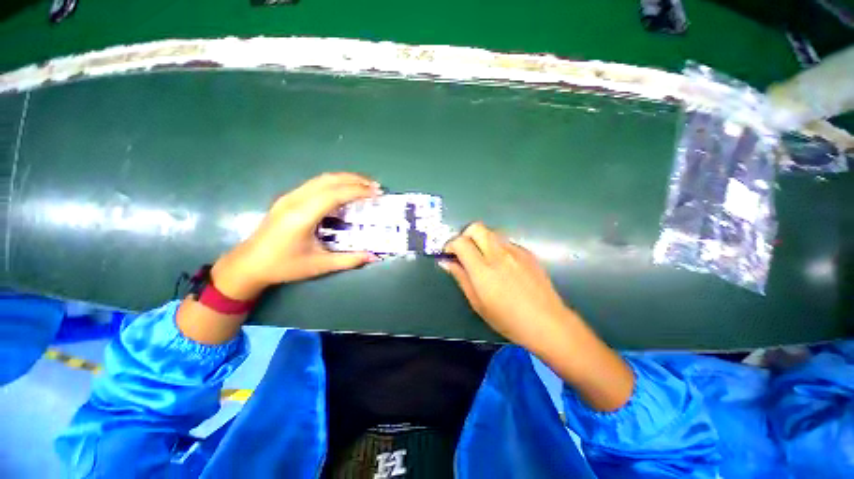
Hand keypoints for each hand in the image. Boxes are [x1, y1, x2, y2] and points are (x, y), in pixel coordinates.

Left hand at [213, 172, 380, 299]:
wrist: (248, 264)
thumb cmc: (284, 266)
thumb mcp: (319, 265)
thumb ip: (348, 260)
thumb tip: (372, 256)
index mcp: (302, 216)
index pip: (335, 194)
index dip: (358, 191)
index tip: (377, 193)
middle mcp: (295, 200)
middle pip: (329, 180)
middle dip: (355, 180)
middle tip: (375, 186)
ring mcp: (289, 197)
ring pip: (321, 179)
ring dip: (345, 179)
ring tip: (364, 185)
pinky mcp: (287, 199)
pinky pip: (315, 184)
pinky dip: (334, 183)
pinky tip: (344, 191)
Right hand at [441, 222, 573, 353]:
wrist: (548, 323)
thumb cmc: (508, 319)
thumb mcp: (477, 303)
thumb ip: (461, 278)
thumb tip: (447, 262)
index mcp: (483, 270)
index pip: (460, 242)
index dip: (450, 245)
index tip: (450, 254)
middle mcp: (498, 254)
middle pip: (476, 228)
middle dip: (465, 235)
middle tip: (465, 252)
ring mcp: (515, 251)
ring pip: (491, 232)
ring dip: (482, 240)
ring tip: (483, 259)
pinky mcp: (527, 252)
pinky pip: (506, 242)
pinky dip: (497, 247)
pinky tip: (503, 265)